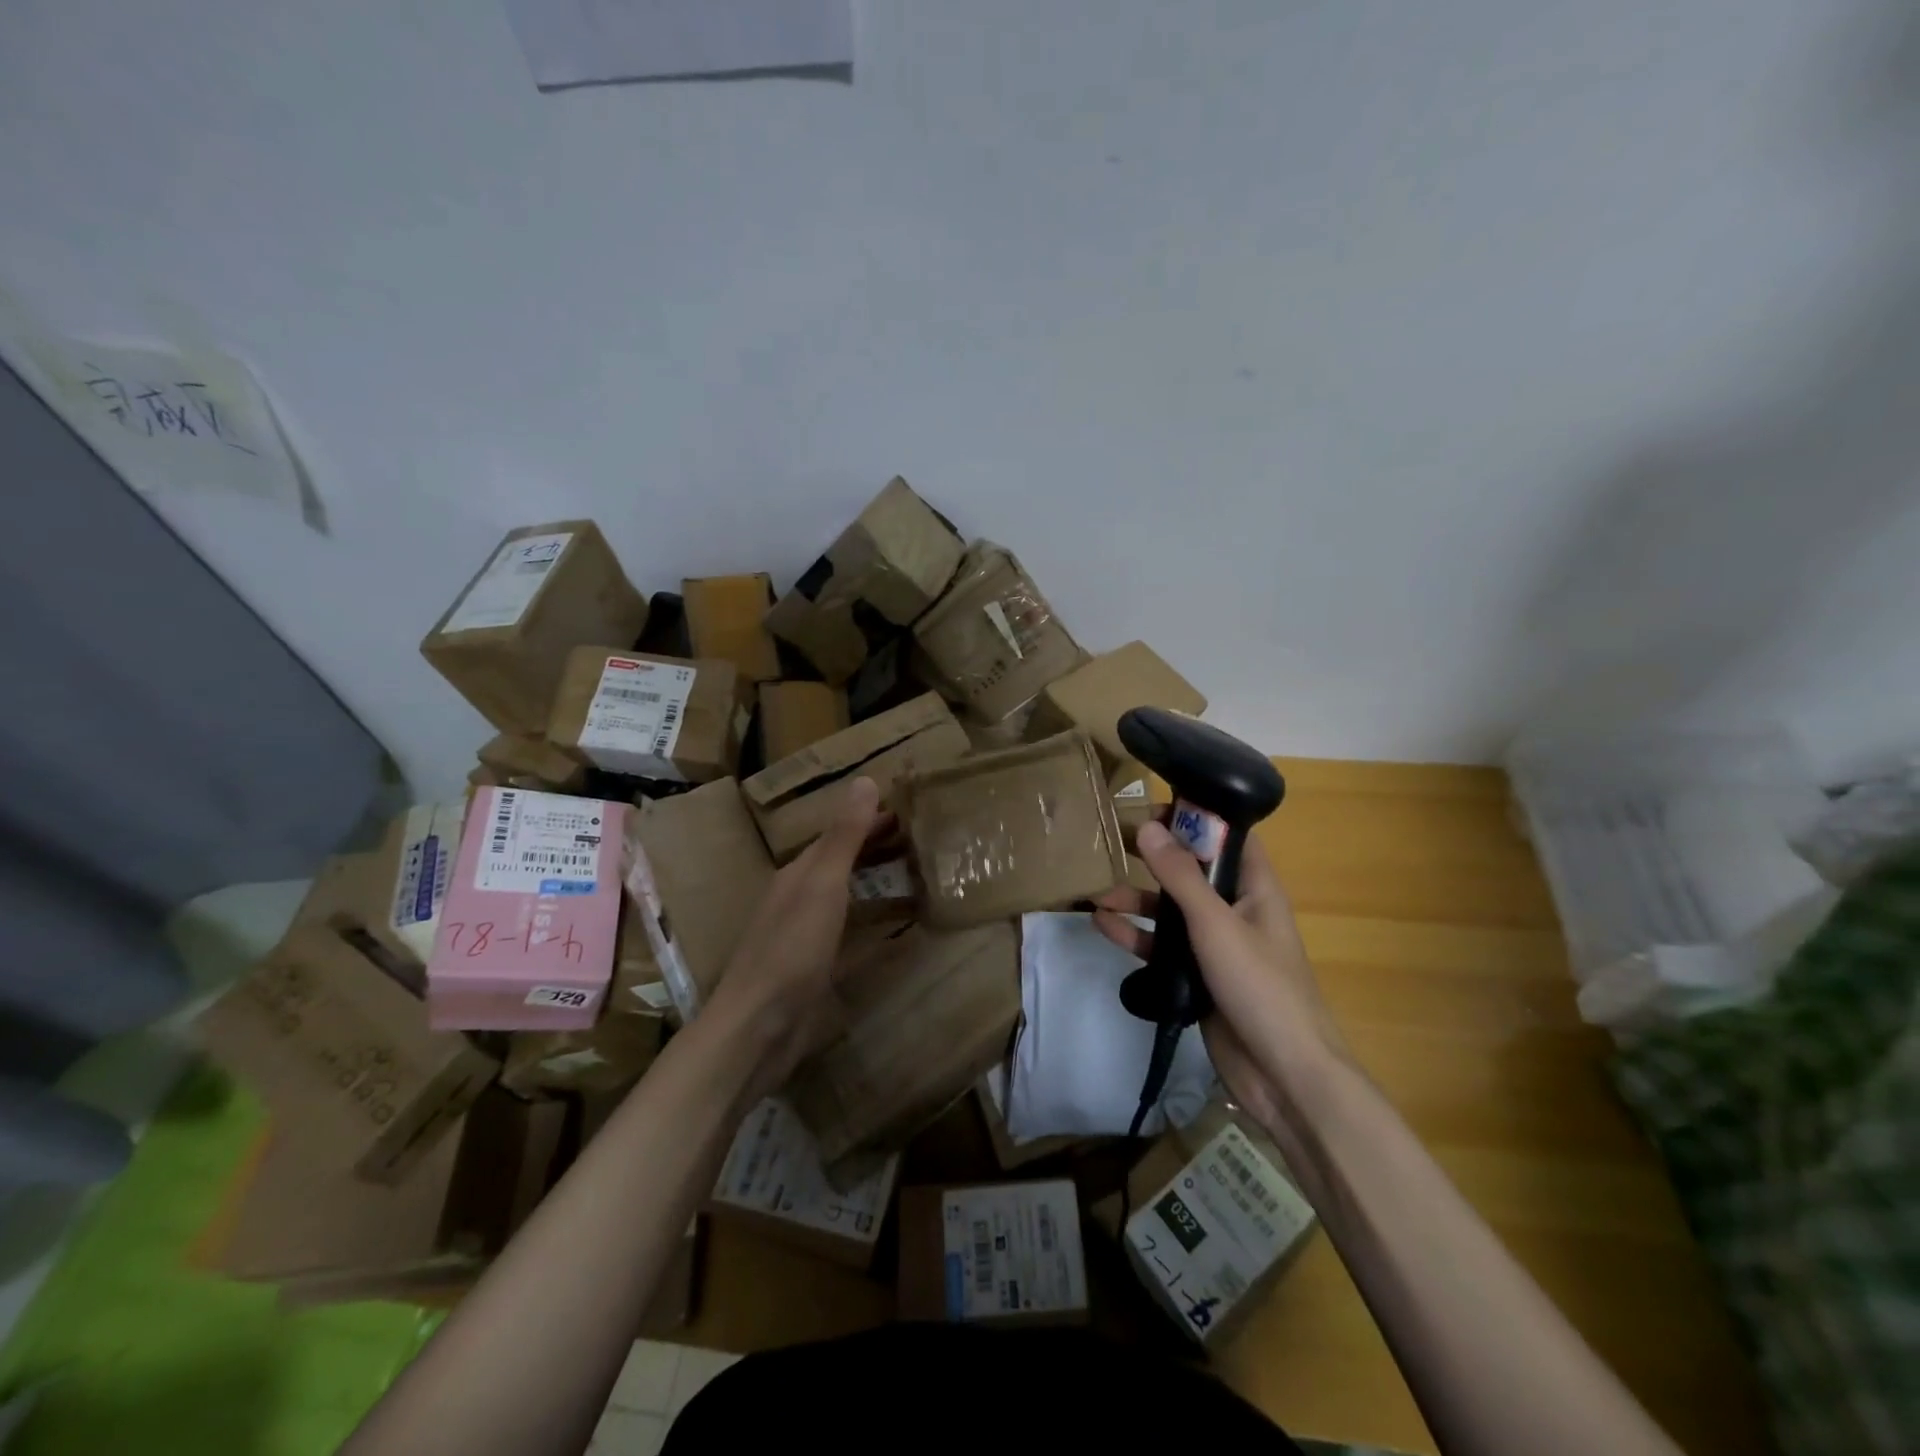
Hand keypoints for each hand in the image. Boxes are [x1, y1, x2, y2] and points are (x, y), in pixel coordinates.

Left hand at [701, 777, 883, 1099]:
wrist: (758, 1027)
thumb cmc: (791, 949)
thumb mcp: (822, 886)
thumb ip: (844, 837)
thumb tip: (865, 780)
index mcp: (798, 874)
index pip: (837, 835)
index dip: (869, 820)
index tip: (907, 810)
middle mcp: (799, 899)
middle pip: (840, 864)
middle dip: (874, 848)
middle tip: (918, 839)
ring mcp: (805, 937)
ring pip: (845, 898)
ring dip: (874, 883)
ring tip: (913, 876)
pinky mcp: (815, 970)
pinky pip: (850, 936)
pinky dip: (872, 926)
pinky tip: (894, 934)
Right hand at [1092, 820, 1352, 1143]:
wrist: (1284, 1075)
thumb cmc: (1260, 986)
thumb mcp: (1216, 924)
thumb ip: (1180, 877)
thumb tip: (1149, 827)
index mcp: (1256, 889)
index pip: (1227, 839)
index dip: (1195, 819)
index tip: (1153, 807)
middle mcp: (1236, 911)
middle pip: (1192, 872)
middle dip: (1155, 859)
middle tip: (1113, 842)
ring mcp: (1216, 946)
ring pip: (1171, 911)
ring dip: (1137, 900)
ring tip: (1096, 893)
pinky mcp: (1198, 977)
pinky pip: (1162, 947)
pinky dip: (1135, 936)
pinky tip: (1103, 927)